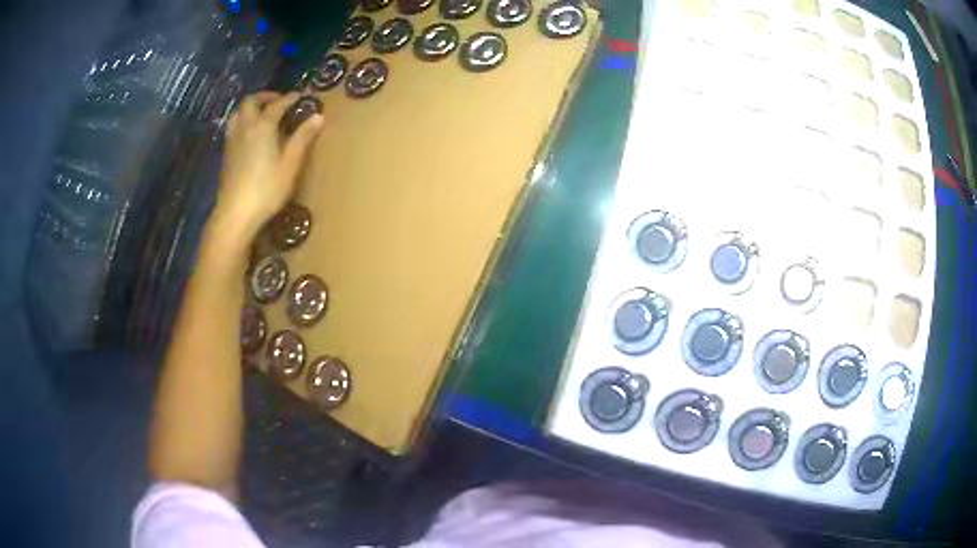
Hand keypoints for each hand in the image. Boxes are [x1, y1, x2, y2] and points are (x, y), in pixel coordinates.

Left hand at [211, 91, 323, 247]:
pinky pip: (233, 127)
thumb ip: (303, 138)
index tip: (300, 96)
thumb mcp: (290, 164)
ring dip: (250, 107)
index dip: (289, 98)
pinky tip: (250, 135)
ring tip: (261, 114)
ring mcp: (232, 141)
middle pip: (250, 101)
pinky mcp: (226, 154)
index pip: (277, 104)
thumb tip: (319, 116)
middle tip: (278, 101)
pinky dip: (243, 121)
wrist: (235, 213)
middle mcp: (245, 127)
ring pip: (238, 113)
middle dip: (265, 96)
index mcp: (263, 126)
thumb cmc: (266, 189)